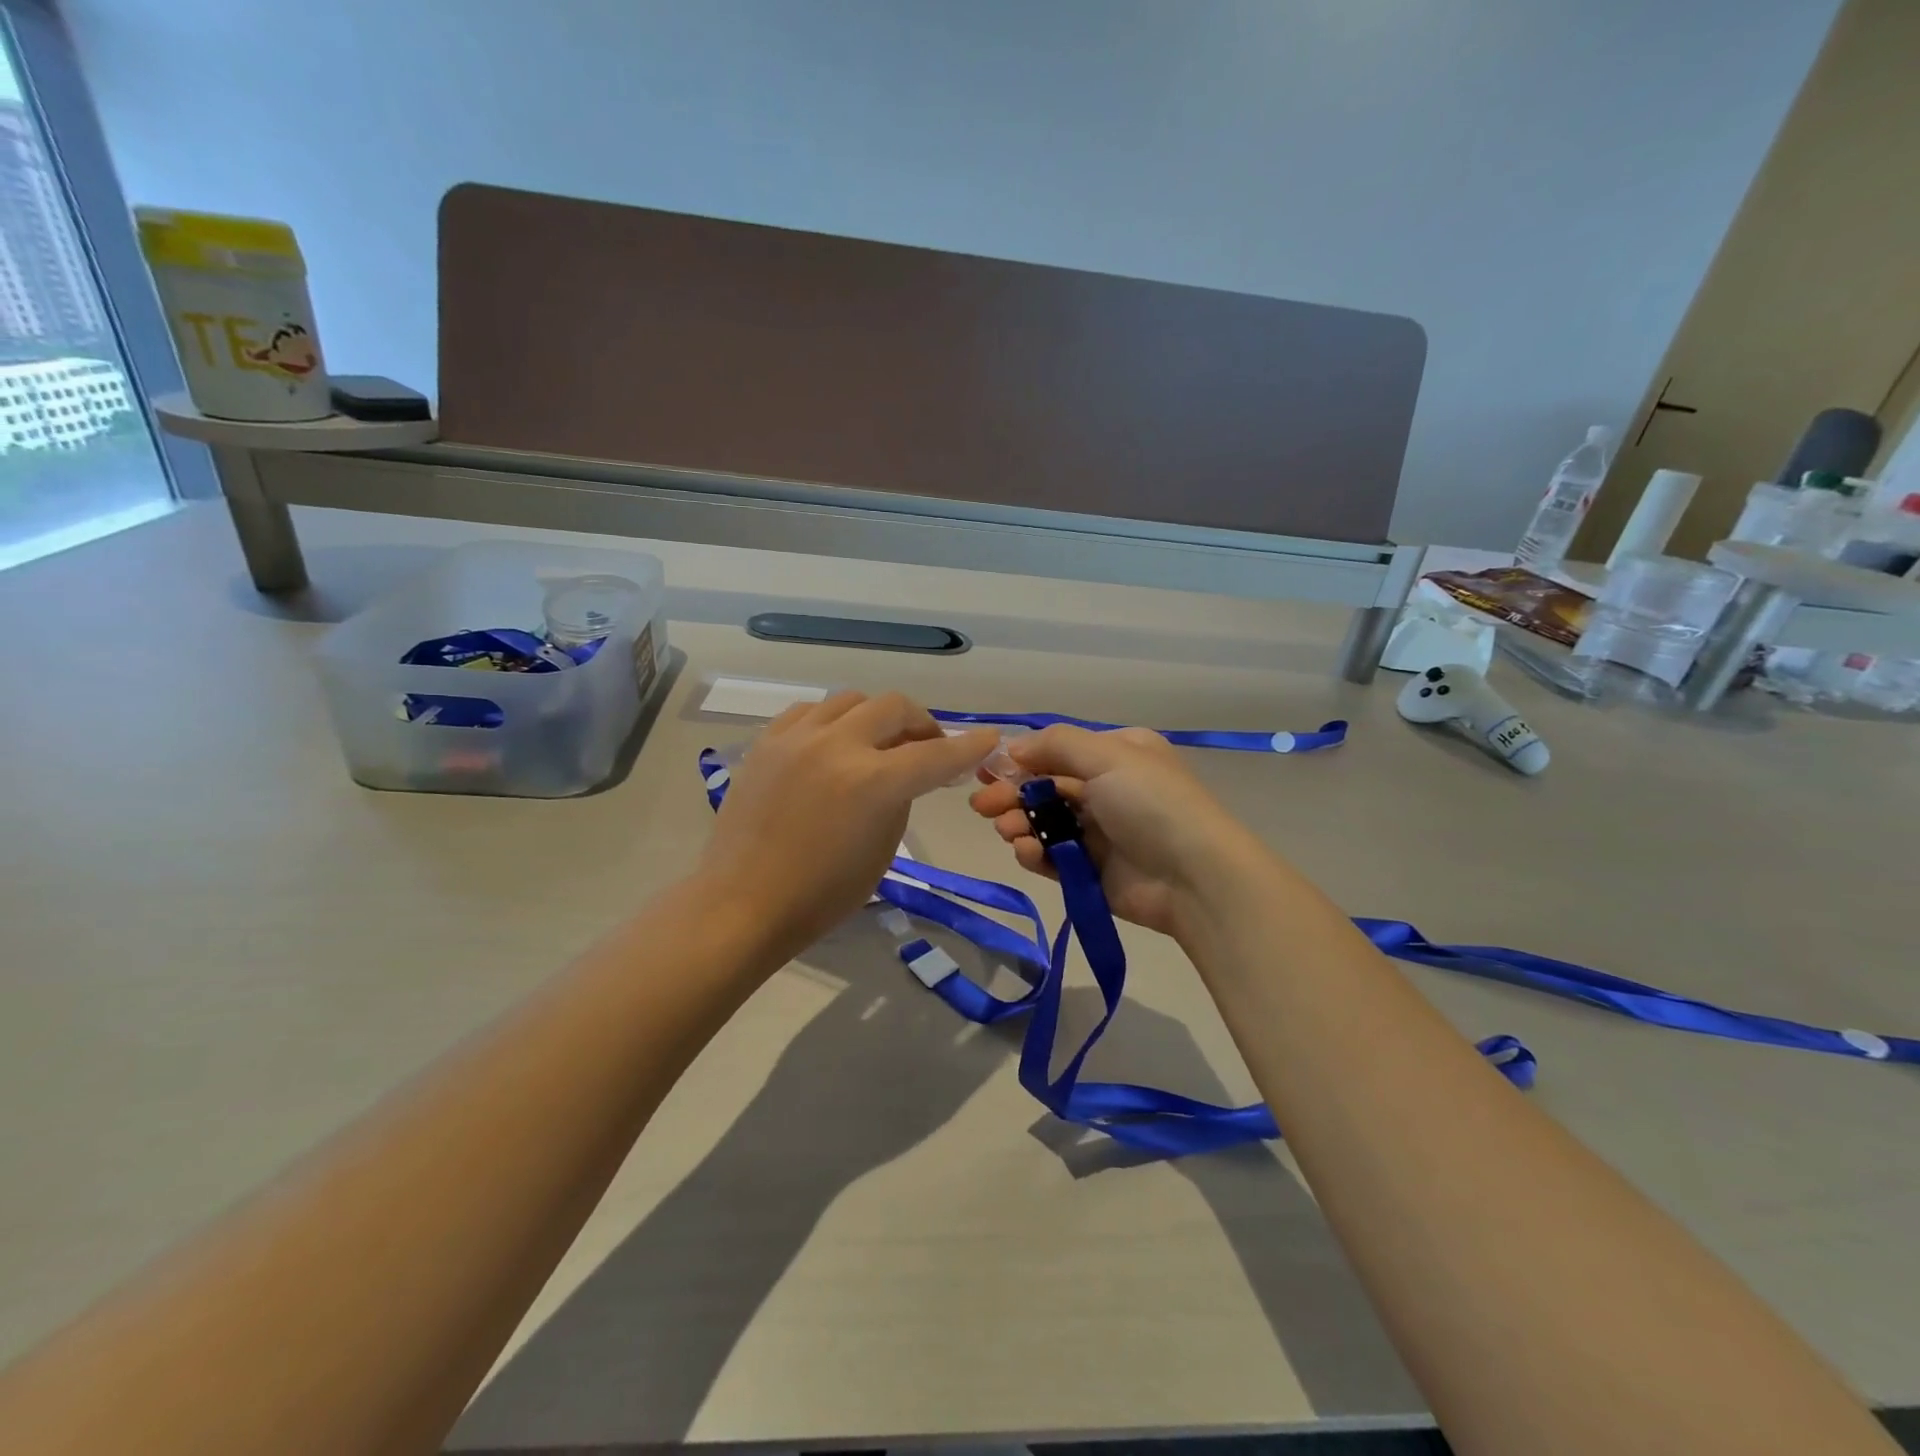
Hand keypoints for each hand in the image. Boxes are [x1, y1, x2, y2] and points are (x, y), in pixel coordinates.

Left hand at [696, 692, 995, 962]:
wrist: (743, 903)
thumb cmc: (821, 894)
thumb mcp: (882, 850)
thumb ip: (899, 799)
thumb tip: (903, 771)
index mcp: (872, 783)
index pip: (935, 755)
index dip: (968, 747)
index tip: (989, 739)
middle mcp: (837, 746)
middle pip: (894, 707)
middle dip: (921, 723)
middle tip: (925, 746)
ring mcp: (797, 738)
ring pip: (852, 700)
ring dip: (875, 717)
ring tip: (876, 743)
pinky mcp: (767, 742)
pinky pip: (810, 711)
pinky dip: (833, 721)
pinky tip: (833, 744)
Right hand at [967, 725, 1263, 938]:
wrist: (1195, 877)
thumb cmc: (1151, 803)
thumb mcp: (1108, 756)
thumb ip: (1055, 745)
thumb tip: (1012, 748)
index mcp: (1116, 755)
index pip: (1057, 752)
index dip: (1019, 760)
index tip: (986, 771)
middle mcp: (1107, 790)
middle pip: (1045, 788)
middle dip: (1012, 794)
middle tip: (982, 806)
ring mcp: (1099, 833)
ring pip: (1044, 823)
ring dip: (1019, 823)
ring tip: (1007, 830)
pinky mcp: (1090, 871)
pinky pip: (1052, 857)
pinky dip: (1034, 852)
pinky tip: (1025, 851)